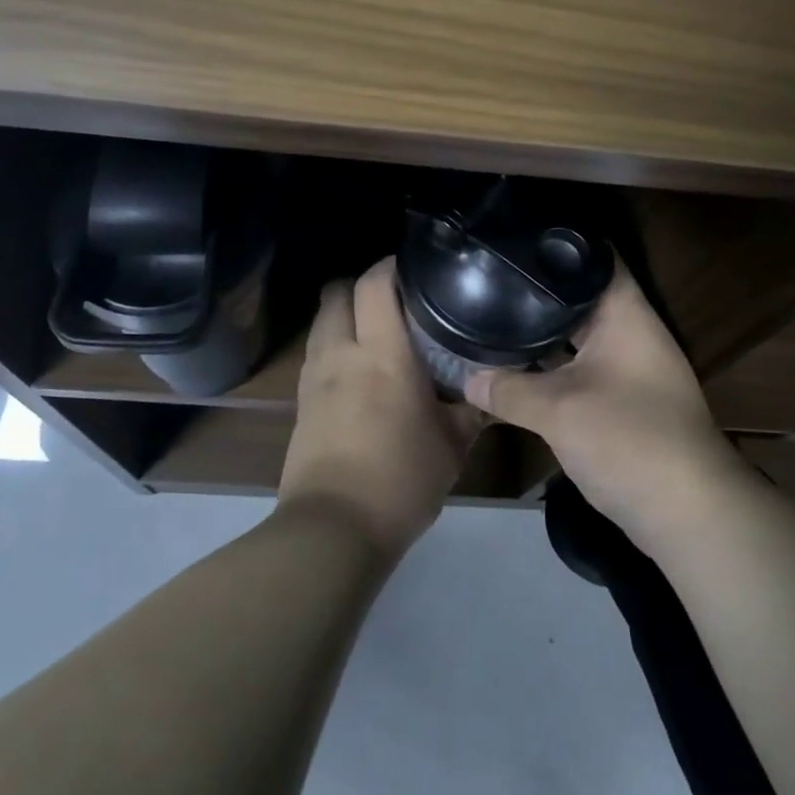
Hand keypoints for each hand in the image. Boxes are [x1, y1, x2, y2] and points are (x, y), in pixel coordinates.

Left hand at [279, 257, 484, 558]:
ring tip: (377, 330)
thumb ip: (473, 410)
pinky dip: (334, 344)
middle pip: (337, 291)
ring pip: (323, 320)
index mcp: (382, 353)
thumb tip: (493, 390)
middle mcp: (342, 353)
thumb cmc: (401, 480)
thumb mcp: (452, 446)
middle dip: (361, 284)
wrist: (333, 530)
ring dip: (345, 313)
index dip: (391, 264)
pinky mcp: (301, 401)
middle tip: (395, 297)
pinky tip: (358, 368)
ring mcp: (315, 376)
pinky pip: (316, 352)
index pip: (375, 283)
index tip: (415, 265)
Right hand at [464, 264, 746, 546]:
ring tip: (495, 313)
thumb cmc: (628, 439)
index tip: (515, 235)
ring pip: (580, 335)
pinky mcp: (625, 400)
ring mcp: (630, 367)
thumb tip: (466, 378)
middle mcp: (631, 331)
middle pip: (582, 296)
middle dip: (540, 289)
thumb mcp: (558, 411)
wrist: (688, 514)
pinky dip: (555, 365)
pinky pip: (583, 367)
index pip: (595, 256)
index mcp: (625, 313)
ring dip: (546, 331)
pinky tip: (519, 365)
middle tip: (491, 276)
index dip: (558, 241)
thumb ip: (508, 390)